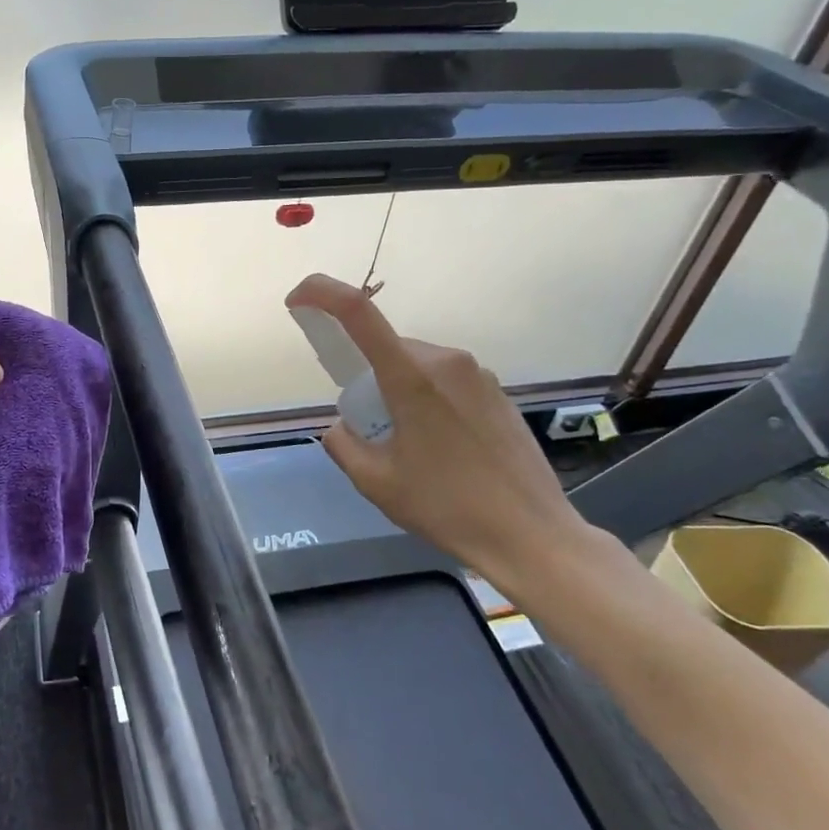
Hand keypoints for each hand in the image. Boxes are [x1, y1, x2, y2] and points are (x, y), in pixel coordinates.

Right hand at [285, 274, 614, 604]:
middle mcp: (446, 361)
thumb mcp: (375, 482)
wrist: (531, 535)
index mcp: (411, 376)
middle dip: (366, 375)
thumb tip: (342, 426)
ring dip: (398, 389)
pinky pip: (444, 380)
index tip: (298, 301)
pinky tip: (442, 448)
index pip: (358, 312)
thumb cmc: (447, 507)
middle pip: (387, 347)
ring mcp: (477, 374)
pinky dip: (427, 399)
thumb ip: (343, 445)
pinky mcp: (497, 392)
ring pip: (416, 364)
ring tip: (410, 446)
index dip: (322, 294)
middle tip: (369, 427)